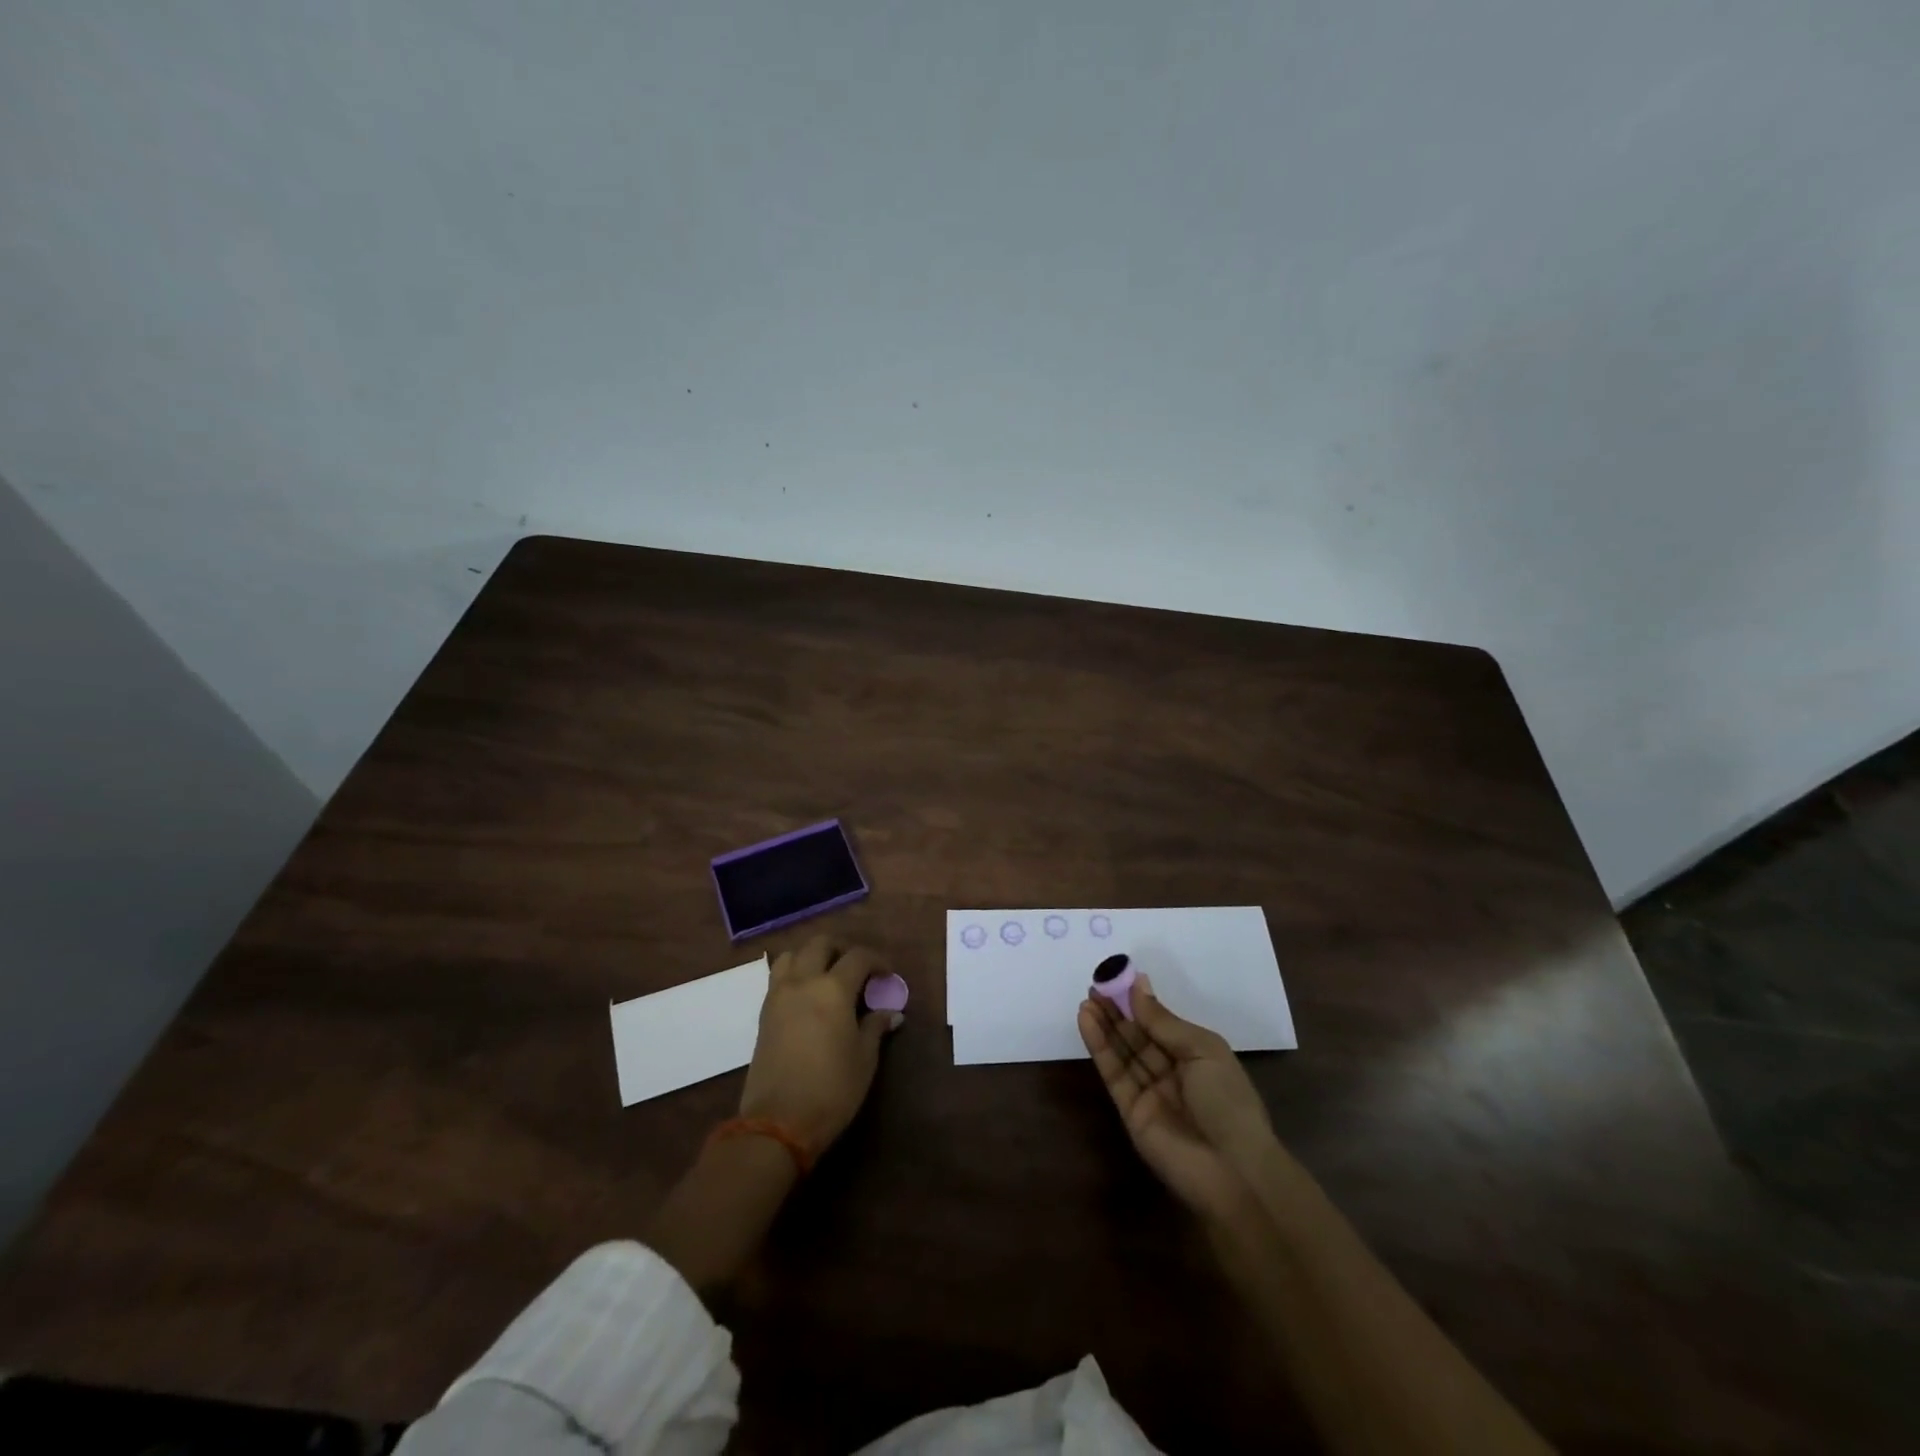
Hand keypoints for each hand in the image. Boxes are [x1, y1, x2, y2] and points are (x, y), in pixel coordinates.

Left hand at [739, 937, 901, 1156]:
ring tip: (827, 976)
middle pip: (820, 944)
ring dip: (812, 956)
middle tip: (857, 969)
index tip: (887, 974)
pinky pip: (779, 977)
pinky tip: (808, 996)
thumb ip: (875, 1027)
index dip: (877, 960)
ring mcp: (779, 995)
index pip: (858, 957)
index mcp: (833, 989)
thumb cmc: (831, 1089)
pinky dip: (795, 974)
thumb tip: (891, 1012)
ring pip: (793, 955)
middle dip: (842, 949)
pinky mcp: (764, 1013)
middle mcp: (803, 982)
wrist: (778, 1122)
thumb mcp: (864, 1059)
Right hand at [1078, 974, 1278, 1226]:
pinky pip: (1113, 1073)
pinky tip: (1087, 1021)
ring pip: (1122, 1051)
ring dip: (1104, 1024)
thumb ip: (1163, 1021)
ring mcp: (1149, 1092)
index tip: (1117, 976)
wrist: (1232, 1171)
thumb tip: (1138, 984)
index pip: (1161, 1022)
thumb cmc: (1228, 1101)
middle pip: (1138, 1035)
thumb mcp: (1202, 1049)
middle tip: (1095, 984)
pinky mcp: (1130, 1111)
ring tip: (1086, 998)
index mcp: (1196, 1055)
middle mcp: (1172, 1071)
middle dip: (1117, 1010)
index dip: (1139, 1001)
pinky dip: (1099, 1047)